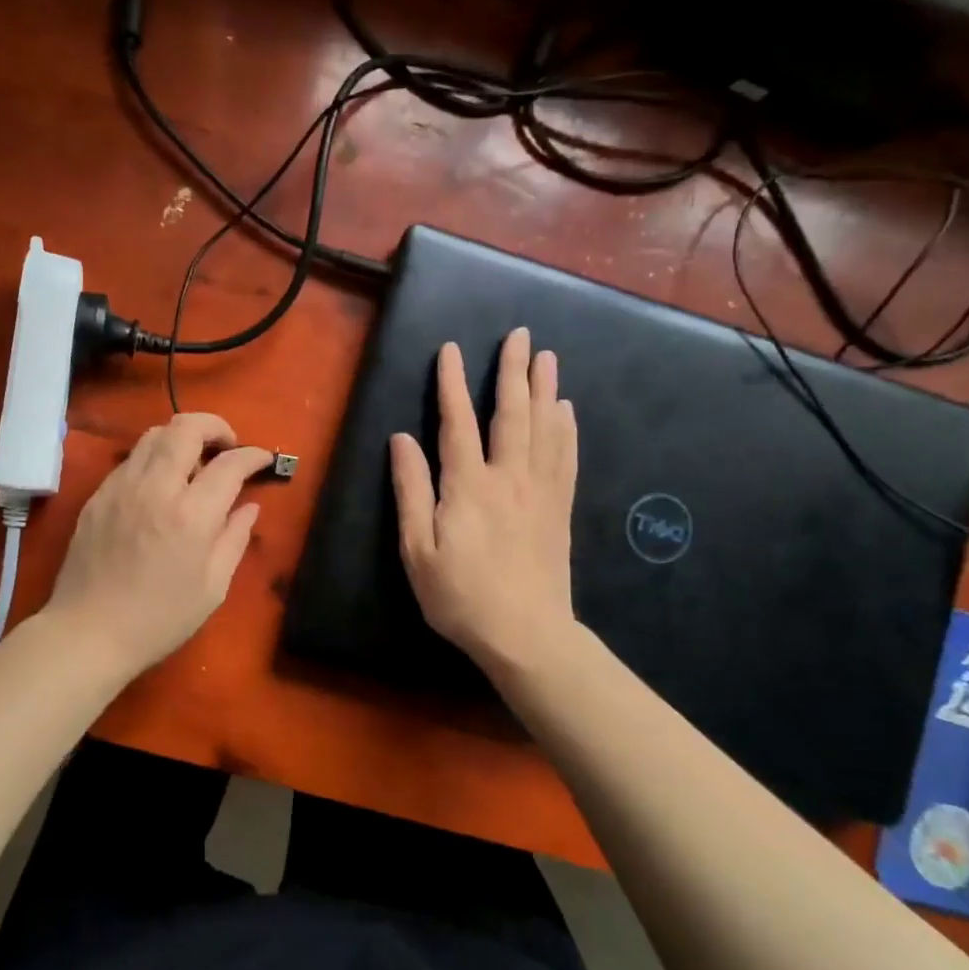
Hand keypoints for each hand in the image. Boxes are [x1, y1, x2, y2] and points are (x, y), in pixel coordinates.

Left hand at [44, 413, 273, 678]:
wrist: (89, 633)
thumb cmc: (159, 619)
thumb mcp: (213, 587)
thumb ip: (235, 538)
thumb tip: (249, 506)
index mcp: (191, 515)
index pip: (229, 463)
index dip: (253, 455)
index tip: (263, 460)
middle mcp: (155, 488)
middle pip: (187, 427)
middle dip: (216, 426)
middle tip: (228, 447)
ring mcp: (121, 487)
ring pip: (154, 434)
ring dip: (182, 438)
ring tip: (194, 463)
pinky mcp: (98, 495)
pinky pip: (132, 458)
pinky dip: (155, 458)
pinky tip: (160, 485)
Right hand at [390, 328, 578, 674]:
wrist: (526, 634)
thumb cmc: (460, 596)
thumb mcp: (418, 550)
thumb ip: (411, 491)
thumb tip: (401, 440)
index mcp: (468, 486)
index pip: (457, 422)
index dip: (451, 384)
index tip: (450, 349)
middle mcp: (508, 477)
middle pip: (512, 413)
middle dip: (513, 371)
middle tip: (520, 335)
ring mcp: (540, 491)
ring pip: (544, 428)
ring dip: (545, 389)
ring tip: (547, 357)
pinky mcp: (559, 508)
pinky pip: (566, 457)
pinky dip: (566, 428)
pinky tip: (567, 410)